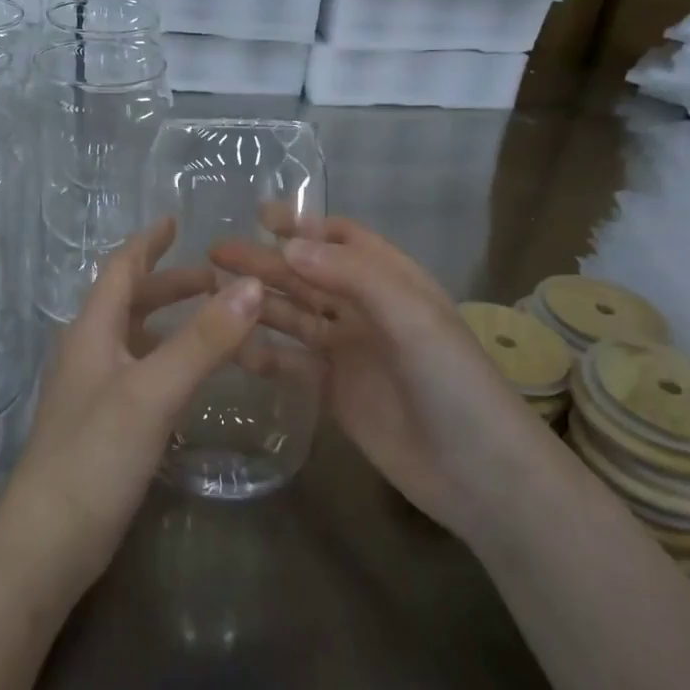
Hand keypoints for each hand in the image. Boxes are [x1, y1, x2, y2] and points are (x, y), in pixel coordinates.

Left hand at [0, 218, 264, 604]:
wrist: (47, 545)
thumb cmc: (94, 456)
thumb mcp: (153, 391)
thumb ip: (202, 339)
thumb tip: (251, 285)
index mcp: (91, 331)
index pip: (120, 269)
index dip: (147, 242)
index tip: (176, 221)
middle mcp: (88, 352)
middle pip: (129, 302)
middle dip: (171, 284)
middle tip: (218, 279)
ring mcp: (92, 391)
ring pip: (136, 338)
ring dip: (172, 322)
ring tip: (216, 321)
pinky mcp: (102, 426)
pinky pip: (141, 373)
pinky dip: (169, 359)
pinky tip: (193, 376)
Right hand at [211, 212, 541, 545]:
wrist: (476, 473)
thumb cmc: (452, 382)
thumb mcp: (411, 318)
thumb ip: (352, 277)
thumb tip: (289, 245)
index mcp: (392, 282)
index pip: (344, 239)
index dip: (305, 225)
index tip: (260, 217)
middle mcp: (367, 309)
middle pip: (309, 275)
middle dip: (267, 261)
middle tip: (217, 252)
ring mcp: (349, 351)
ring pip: (295, 316)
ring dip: (259, 302)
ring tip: (214, 291)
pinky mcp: (334, 390)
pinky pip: (292, 362)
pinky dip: (263, 352)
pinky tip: (231, 346)